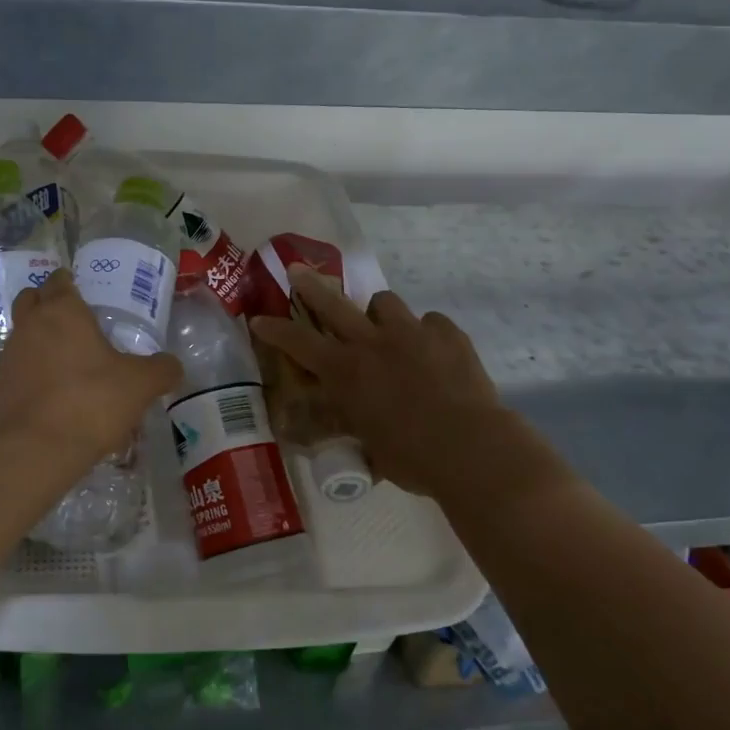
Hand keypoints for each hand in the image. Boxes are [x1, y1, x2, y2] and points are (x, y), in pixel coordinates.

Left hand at [0, 269, 183, 469]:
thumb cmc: (92, 402)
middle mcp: (30, 325)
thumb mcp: (141, 384)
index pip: (60, 281)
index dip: (69, 282)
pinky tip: (51, 390)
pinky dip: (30, 370)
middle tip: (72, 320)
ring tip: (64, 359)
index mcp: (63, 312)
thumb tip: (171, 366)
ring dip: (37, 338)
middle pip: (31, 299)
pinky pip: (16, 367)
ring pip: (21, 333)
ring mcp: (9, 356)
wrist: (38, 449)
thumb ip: (161, 370)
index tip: (82, 291)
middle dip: (47, 302)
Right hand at [251, 268, 551, 498]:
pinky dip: (425, 333)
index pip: (298, 343)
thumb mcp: (369, 445)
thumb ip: (354, 425)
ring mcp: (412, 332)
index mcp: (346, 372)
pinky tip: (433, 351)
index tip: (259, 318)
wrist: (470, 447)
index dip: (275, 329)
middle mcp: (373, 343)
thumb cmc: (411, 458)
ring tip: (386, 329)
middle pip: (334, 303)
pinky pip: (430, 322)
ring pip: (385, 302)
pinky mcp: (448, 333)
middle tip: (298, 270)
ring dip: (378, 313)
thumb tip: (347, 426)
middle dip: (311, 286)